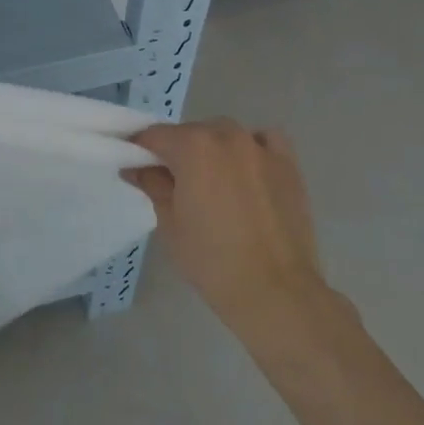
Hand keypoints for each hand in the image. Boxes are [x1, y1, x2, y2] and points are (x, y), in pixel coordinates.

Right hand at [125, 120, 333, 338]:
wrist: (275, 291)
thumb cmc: (212, 260)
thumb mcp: (170, 223)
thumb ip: (152, 185)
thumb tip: (137, 168)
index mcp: (193, 147)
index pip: (155, 135)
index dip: (140, 149)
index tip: (135, 166)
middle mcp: (227, 135)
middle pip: (191, 133)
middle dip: (177, 151)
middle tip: (173, 183)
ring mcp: (260, 147)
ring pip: (225, 134)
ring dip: (212, 148)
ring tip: (212, 181)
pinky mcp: (288, 164)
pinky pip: (263, 140)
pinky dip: (251, 147)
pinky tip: (248, 169)